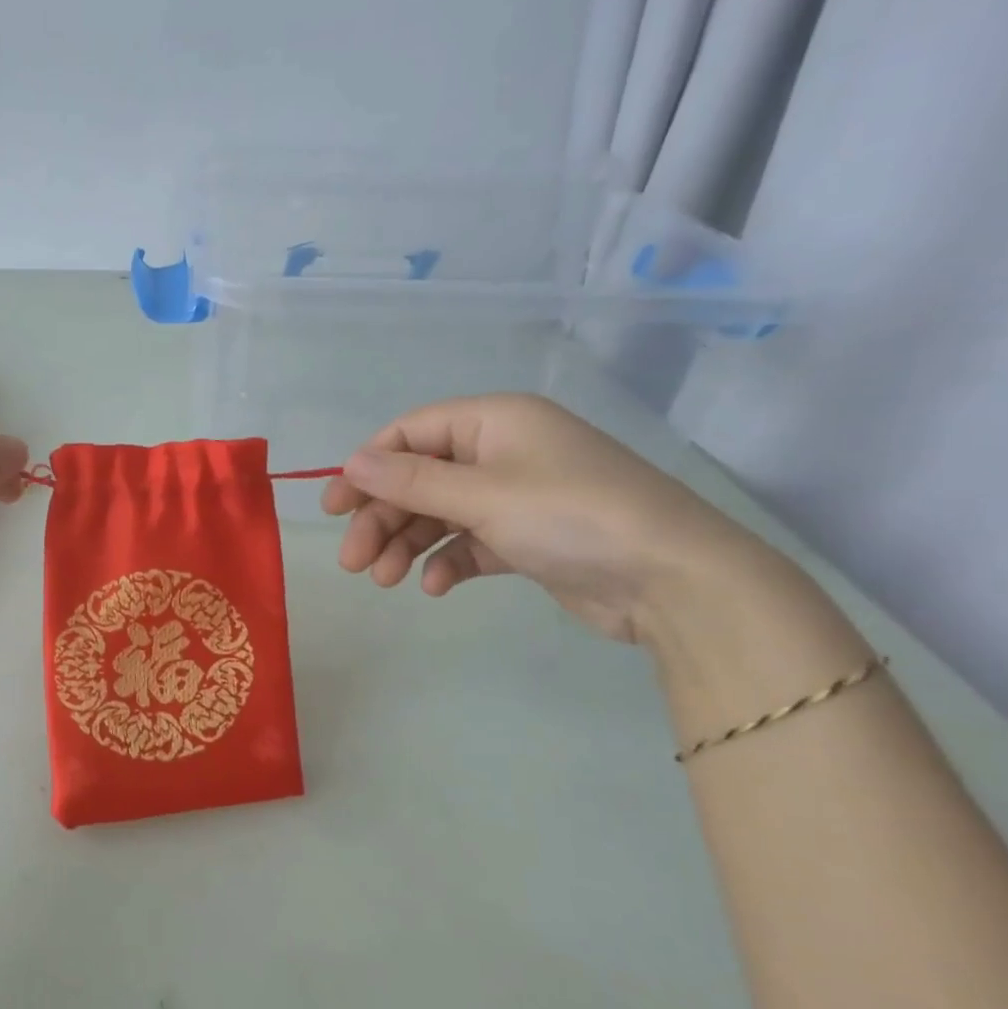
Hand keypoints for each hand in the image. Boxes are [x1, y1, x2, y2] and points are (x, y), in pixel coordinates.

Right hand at [323, 393, 770, 644]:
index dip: (367, 467)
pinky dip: (448, 562)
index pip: (411, 433)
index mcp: (494, 421)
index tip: (334, 507)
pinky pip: (469, 543)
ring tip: (384, 580)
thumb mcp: (482, 494)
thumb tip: (352, 462)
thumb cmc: (571, 516)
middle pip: (420, 479)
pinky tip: (437, 587)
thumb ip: (411, 481)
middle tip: (353, 562)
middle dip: (382, 518)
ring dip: (407, 544)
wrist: (672, 581)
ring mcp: (516, 496)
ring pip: (440, 514)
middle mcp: (502, 452)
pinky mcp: (527, 538)